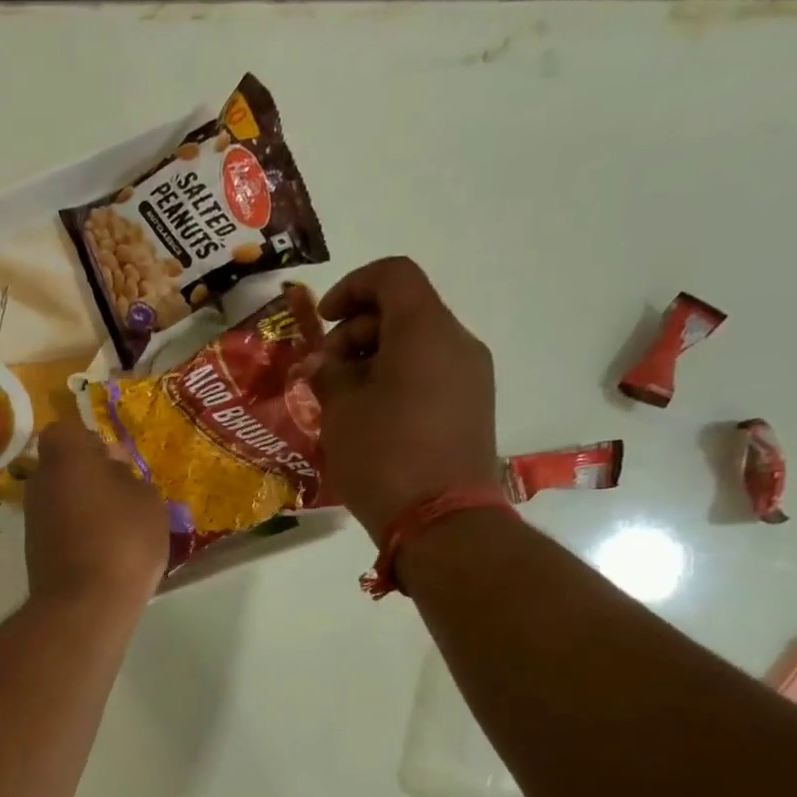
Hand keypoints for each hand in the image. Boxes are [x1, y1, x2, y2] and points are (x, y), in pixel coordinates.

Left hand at [24, 419, 169, 616]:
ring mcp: (34, 519)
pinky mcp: (35, 551)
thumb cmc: (122, 540)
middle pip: (63, 467)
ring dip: (86, 507)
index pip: (67, 432)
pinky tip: (106, 553)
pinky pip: (60, 529)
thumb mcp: (148, 502)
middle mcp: (41, 483)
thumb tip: (114, 471)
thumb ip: (130, 479)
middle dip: (90, 476)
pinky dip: (79, 533)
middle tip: (125, 495)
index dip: (91, 442)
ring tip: (121, 529)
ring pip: (62, 499)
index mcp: (66, 458)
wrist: (84, 604)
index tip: (116, 462)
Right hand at [302, 257, 498, 536]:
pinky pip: (431, 374)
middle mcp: (457, 342)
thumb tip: (323, 363)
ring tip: (343, 401)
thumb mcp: (340, 411)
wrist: (441, 520)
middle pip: (404, 310)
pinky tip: (371, 418)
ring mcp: (471, 377)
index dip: (351, 287)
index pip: (391, 276)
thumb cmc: (383, 456)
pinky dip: (397, 380)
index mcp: (424, 329)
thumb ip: (328, 374)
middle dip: (356, 332)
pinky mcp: (473, 408)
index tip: (322, 322)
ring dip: (375, 359)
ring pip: (417, 345)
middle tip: (324, 374)